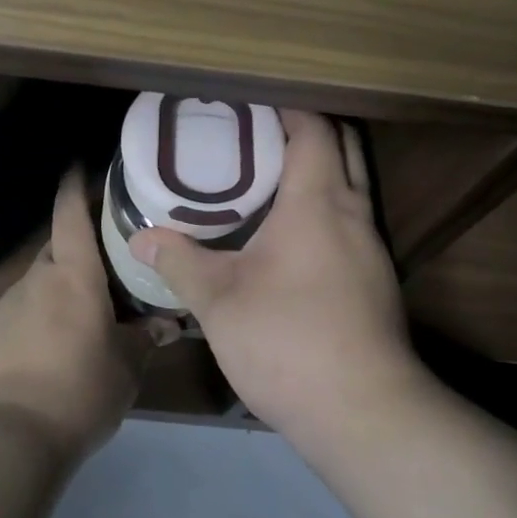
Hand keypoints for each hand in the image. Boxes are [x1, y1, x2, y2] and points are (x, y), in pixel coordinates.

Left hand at [0, 166, 175, 460]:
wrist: (9, 439)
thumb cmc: (80, 391)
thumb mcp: (126, 367)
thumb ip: (145, 338)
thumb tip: (168, 324)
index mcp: (73, 275)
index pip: (70, 214)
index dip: (75, 186)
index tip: (79, 166)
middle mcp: (36, 279)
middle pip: (58, 248)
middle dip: (78, 249)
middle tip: (105, 265)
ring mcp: (6, 306)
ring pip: (39, 283)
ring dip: (59, 289)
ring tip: (81, 317)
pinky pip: (20, 313)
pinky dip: (37, 318)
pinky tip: (50, 351)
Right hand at [128, 110, 423, 442]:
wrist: (365, 413)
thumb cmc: (289, 340)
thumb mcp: (219, 300)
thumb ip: (180, 262)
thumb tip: (141, 239)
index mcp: (318, 201)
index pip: (314, 129)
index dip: (286, 107)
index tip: (249, 104)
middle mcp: (353, 212)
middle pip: (342, 146)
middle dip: (306, 130)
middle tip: (256, 134)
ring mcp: (371, 247)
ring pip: (350, 184)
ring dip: (318, 169)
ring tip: (267, 178)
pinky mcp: (376, 279)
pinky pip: (351, 219)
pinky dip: (324, 206)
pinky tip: (290, 235)